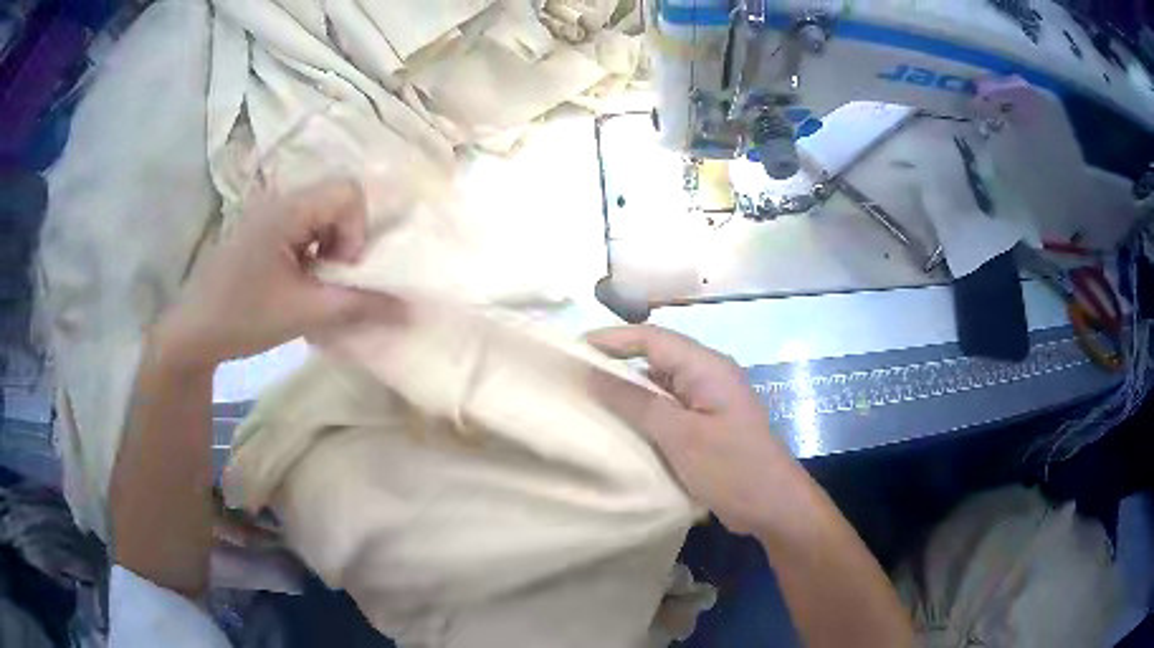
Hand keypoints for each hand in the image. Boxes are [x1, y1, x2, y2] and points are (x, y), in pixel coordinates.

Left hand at [154, 180, 404, 370]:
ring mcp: (268, 214)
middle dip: (345, 241)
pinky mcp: (261, 231)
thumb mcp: (304, 314)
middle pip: (336, 200)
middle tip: (329, 280)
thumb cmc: (242, 318)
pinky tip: (297, 283)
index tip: (339, 271)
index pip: (347, 192)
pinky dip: (312, 253)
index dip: (356, 231)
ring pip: (321, 215)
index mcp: (286, 209)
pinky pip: (302, 227)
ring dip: (329, 249)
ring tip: (313, 285)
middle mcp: (278, 200)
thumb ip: (359, 306)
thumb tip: (410, 308)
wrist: (192, 332)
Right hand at [587, 325, 801, 535]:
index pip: (651, 338)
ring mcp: (709, 401)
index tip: (572, 349)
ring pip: (660, 385)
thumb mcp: (679, 436)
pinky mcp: (707, 425)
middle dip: (616, 363)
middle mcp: (708, 376)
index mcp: (706, 367)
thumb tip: (592, 373)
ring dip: (629, 391)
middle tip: (575, 376)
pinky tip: (621, 427)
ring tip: (589, 400)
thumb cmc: (730, 468)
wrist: (773, 506)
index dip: (611, 339)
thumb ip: (635, 402)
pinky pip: (669, 408)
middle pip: (655, 358)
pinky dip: (644, 413)